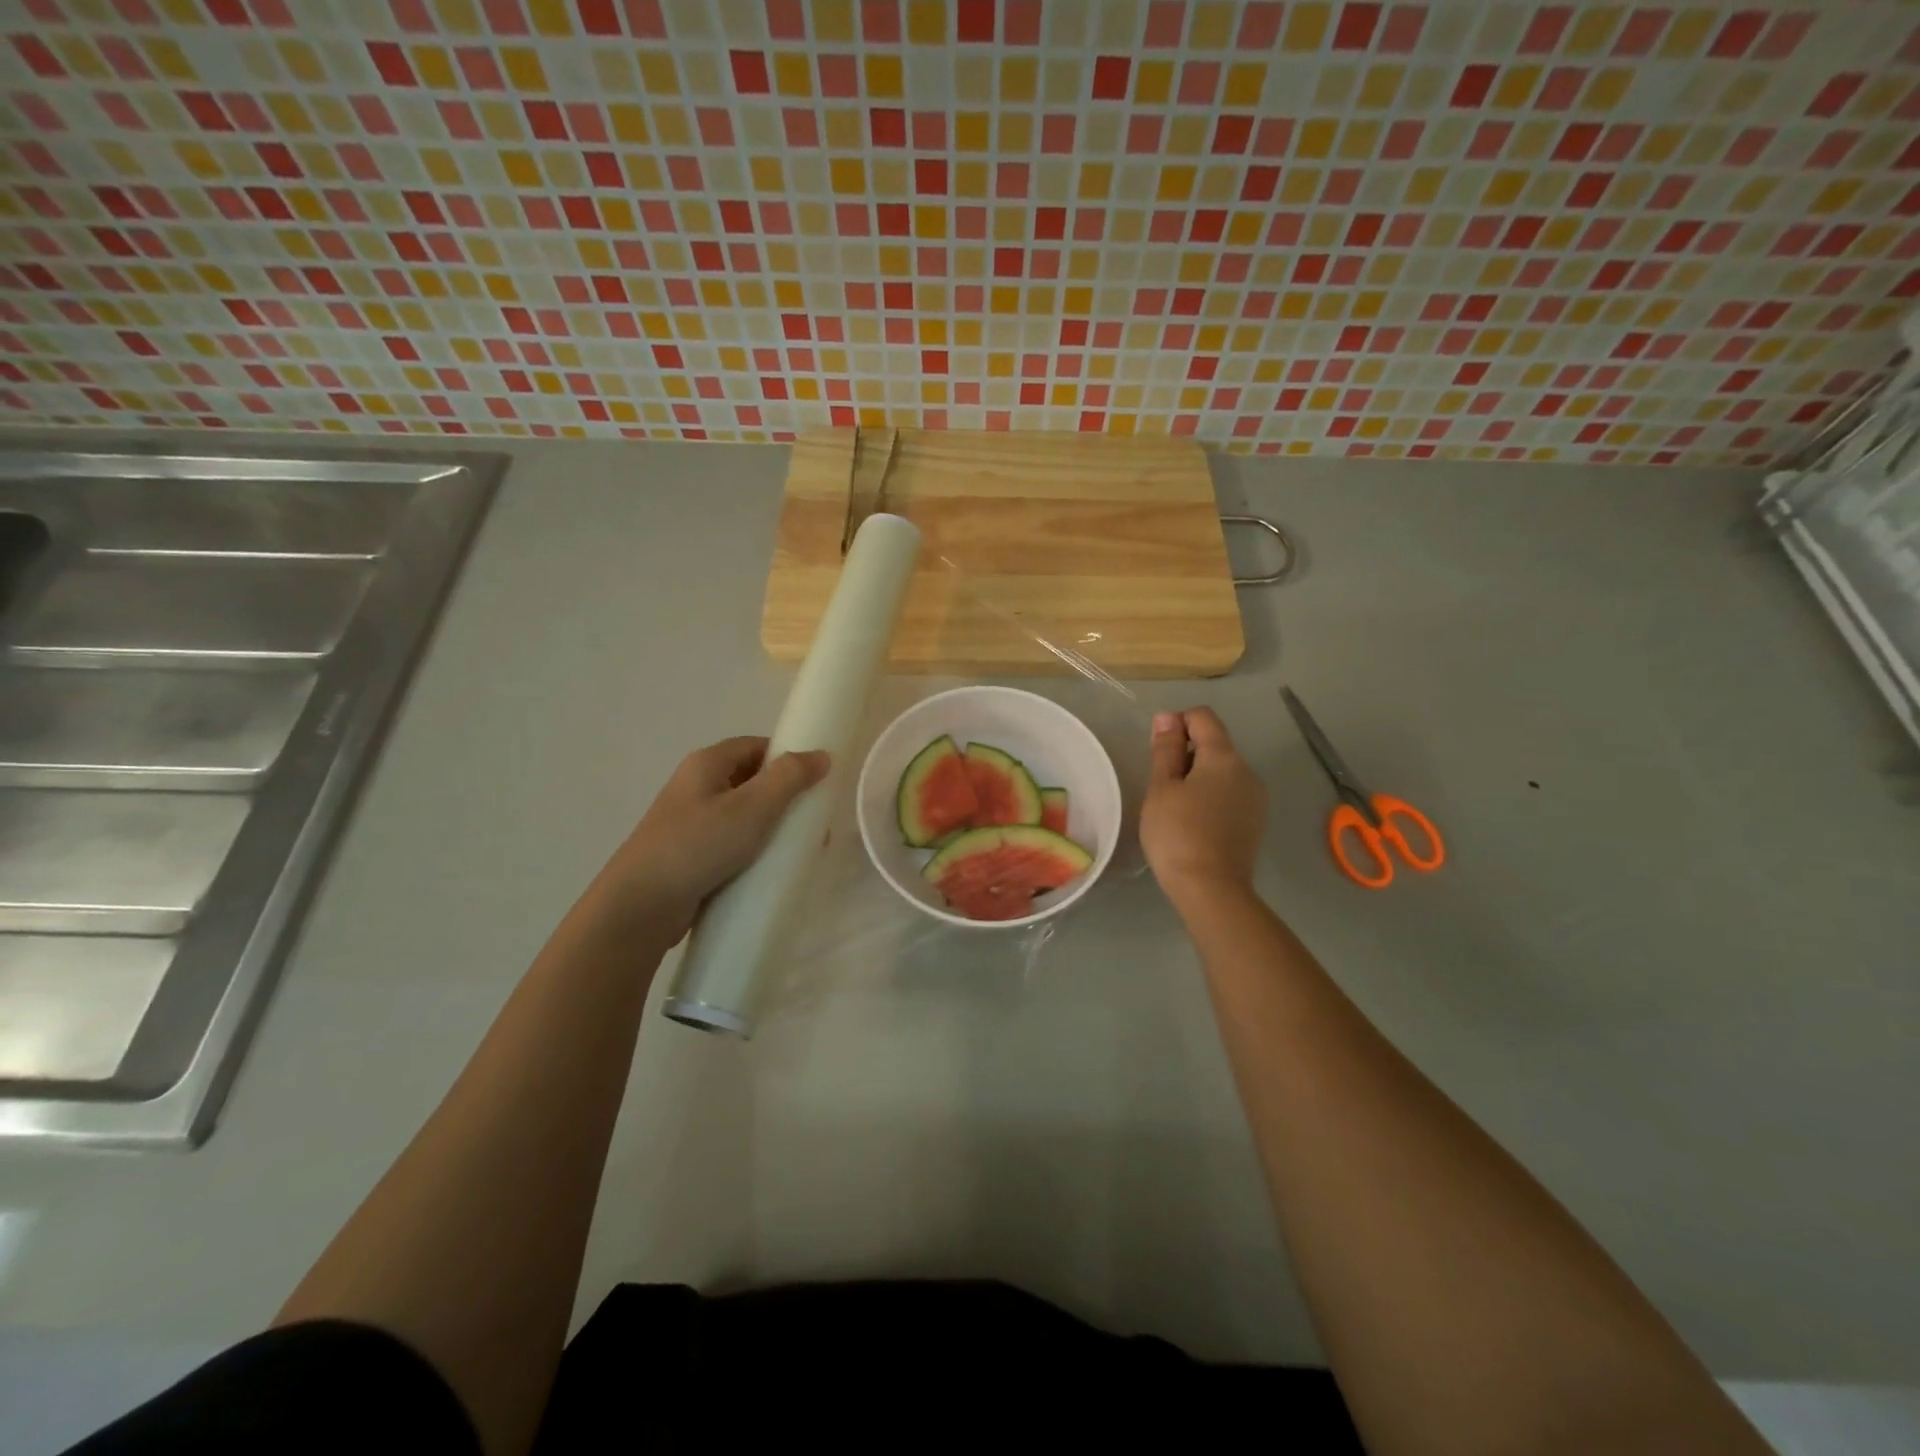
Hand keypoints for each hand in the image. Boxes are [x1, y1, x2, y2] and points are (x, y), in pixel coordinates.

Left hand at [586, 737, 829, 942]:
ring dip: (773, 827)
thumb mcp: (752, 807)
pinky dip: (755, 850)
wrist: (640, 906)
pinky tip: (772, 868)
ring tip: (800, 848)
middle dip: (786, 797)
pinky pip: (733, 843)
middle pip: (752, 780)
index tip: (817, 781)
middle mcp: (696, 787)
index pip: (756, 746)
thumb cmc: (698, 846)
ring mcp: (691, 823)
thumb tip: (822, 755)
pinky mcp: (692, 855)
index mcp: (706, 764)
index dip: (788, 757)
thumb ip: (789, 778)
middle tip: (814, 820)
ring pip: (744, 815)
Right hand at [1141, 707, 1266, 909]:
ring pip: (1222, 772)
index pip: (1203, 717)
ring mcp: (1255, 798)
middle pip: (1214, 744)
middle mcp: (1247, 771)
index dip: (1176, 723)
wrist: (1211, 889)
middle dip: (1186, 754)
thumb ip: (1166, 750)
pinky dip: (1210, 797)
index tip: (1157, 751)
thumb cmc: (1178, 833)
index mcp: (1224, 757)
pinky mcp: (1254, 822)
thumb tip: (1168, 717)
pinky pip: (1229, 795)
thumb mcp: (1162, 788)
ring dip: (1197, 777)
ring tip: (1174, 808)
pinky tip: (1193, 823)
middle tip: (1160, 786)